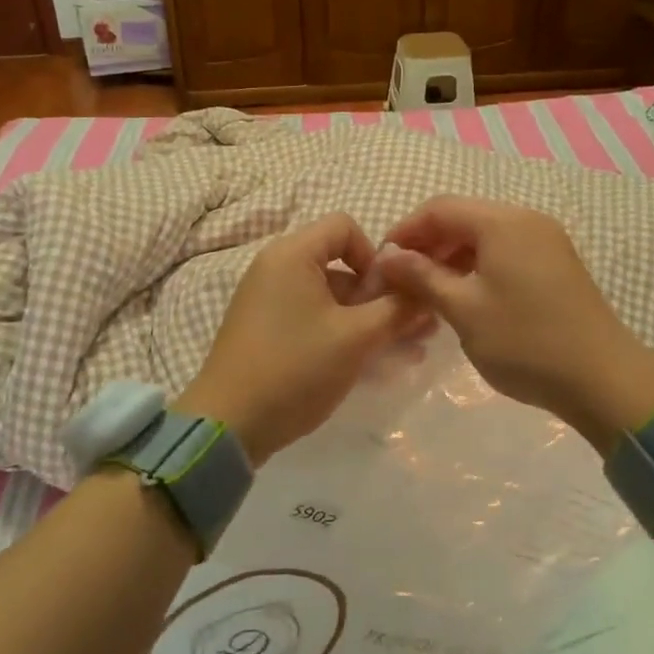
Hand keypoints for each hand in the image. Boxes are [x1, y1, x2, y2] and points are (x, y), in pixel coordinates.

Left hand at [177, 214, 423, 465]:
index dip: (375, 254)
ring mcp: (269, 301)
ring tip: (407, 353)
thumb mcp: (356, 338)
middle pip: (341, 266)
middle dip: (381, 297)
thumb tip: (426, 291)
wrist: (228, 426)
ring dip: (369, 321)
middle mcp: (277, 268)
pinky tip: (375, 366)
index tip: (389, 293)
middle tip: (416, 330)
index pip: (344, 227)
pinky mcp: (267, 331)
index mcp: (292, 254)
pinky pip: (314, 320)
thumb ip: (396, 309)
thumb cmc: (295, 368)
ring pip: (332, 299)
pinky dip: (343, 335)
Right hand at [376, 197, 653, 451]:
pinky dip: (477, 267)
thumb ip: (422, 277)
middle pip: (463, 218)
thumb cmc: (526, 342)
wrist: (605, 380)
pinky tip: (464, 297)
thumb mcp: (464, 310)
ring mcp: (546, 241)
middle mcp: (526, 220)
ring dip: (451, 258)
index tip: (381, 263)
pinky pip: (505, 252)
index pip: (439, 208)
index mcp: (502, 222)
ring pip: (484, 237)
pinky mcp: (556, 265)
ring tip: (427, 293)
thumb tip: (388, 256)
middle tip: (401, 281)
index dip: (405, 231)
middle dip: (427, 245)